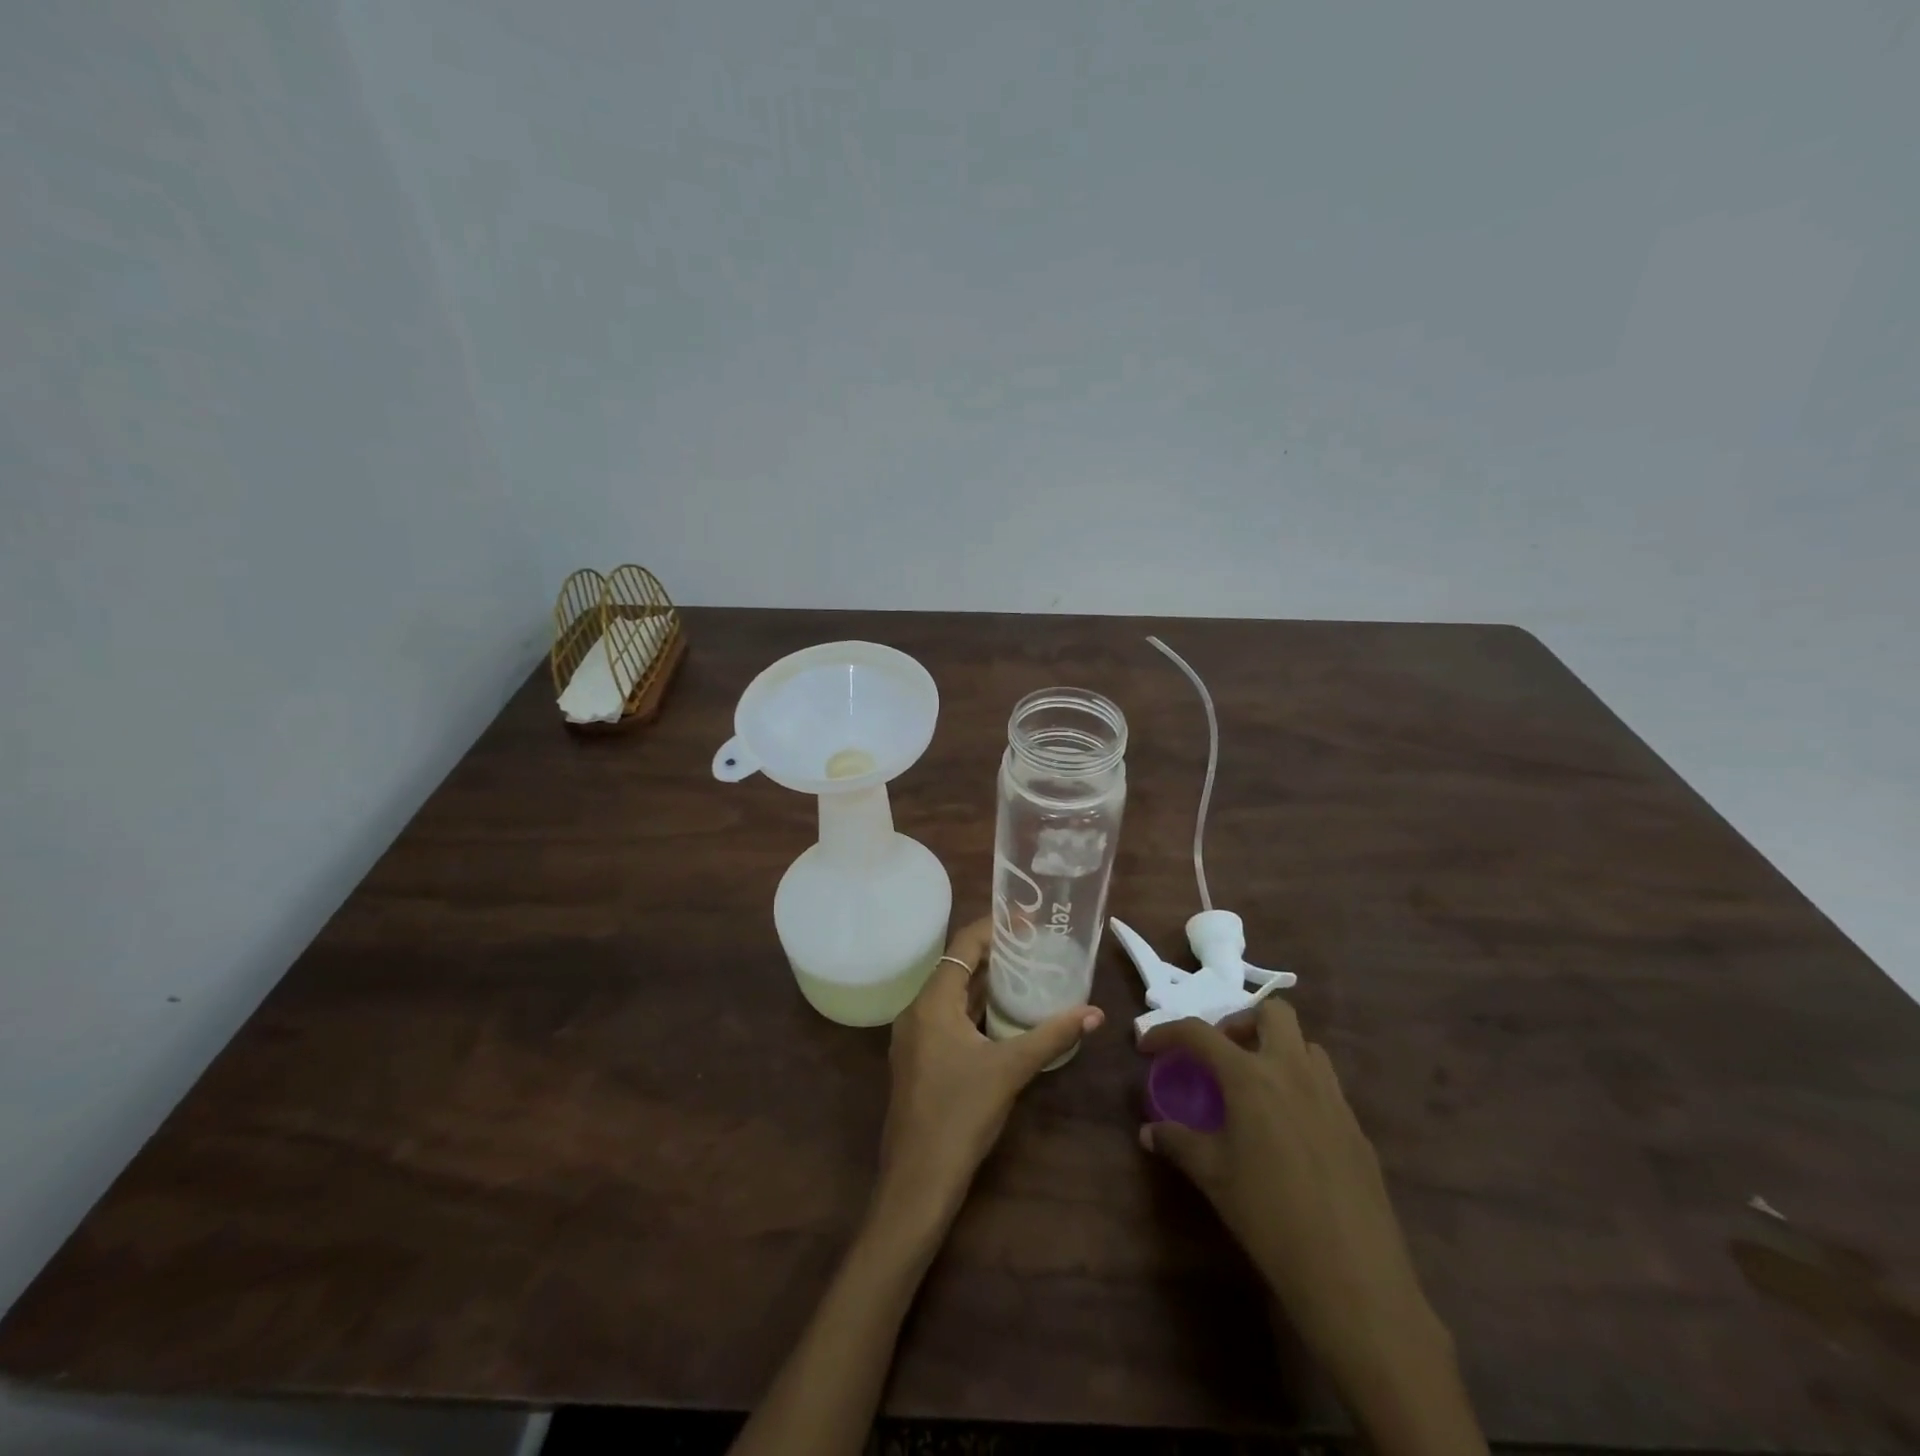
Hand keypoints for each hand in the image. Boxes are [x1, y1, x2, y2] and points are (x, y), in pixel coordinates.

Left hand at [874, 917, 1103, 1239]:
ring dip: (987, 986)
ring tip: (1028, 976)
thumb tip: (1094, 1013)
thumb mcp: (1010, 1069)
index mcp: (932, 1002)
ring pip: (953, 996)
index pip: (963, 945)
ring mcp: (915, 1037)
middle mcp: (917, 1011)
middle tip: (1036, 948)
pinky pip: (949, 1019)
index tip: (1028, 921)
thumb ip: (1052, 1036)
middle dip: (995, 956)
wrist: (917, 1181)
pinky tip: (1006, 1019)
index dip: (994, 927)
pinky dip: (976, 1011)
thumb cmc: (960, 1115)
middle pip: (957, 967)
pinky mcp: (919, 1060)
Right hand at [1140, 1004, 1475, 1450]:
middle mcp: (1293, 1071)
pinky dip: (1301, 1087)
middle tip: (1222, 1055)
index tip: (1147, 1046)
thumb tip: (1149, 1132)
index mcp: (1251, 1076)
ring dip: (1277, 1050)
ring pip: (1306, 1045)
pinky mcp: (1356, 1128)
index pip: (1200, 1033)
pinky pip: (1326, 1085)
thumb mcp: (1213, 1177)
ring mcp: (1332, 1097)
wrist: (1353, 1276)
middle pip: (1273, 1013)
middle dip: (1242, 1022)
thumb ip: (1178, 1143)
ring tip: (1256, 1086)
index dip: (1167, 1032)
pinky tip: (1289, 1130)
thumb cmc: (1269, 1216)